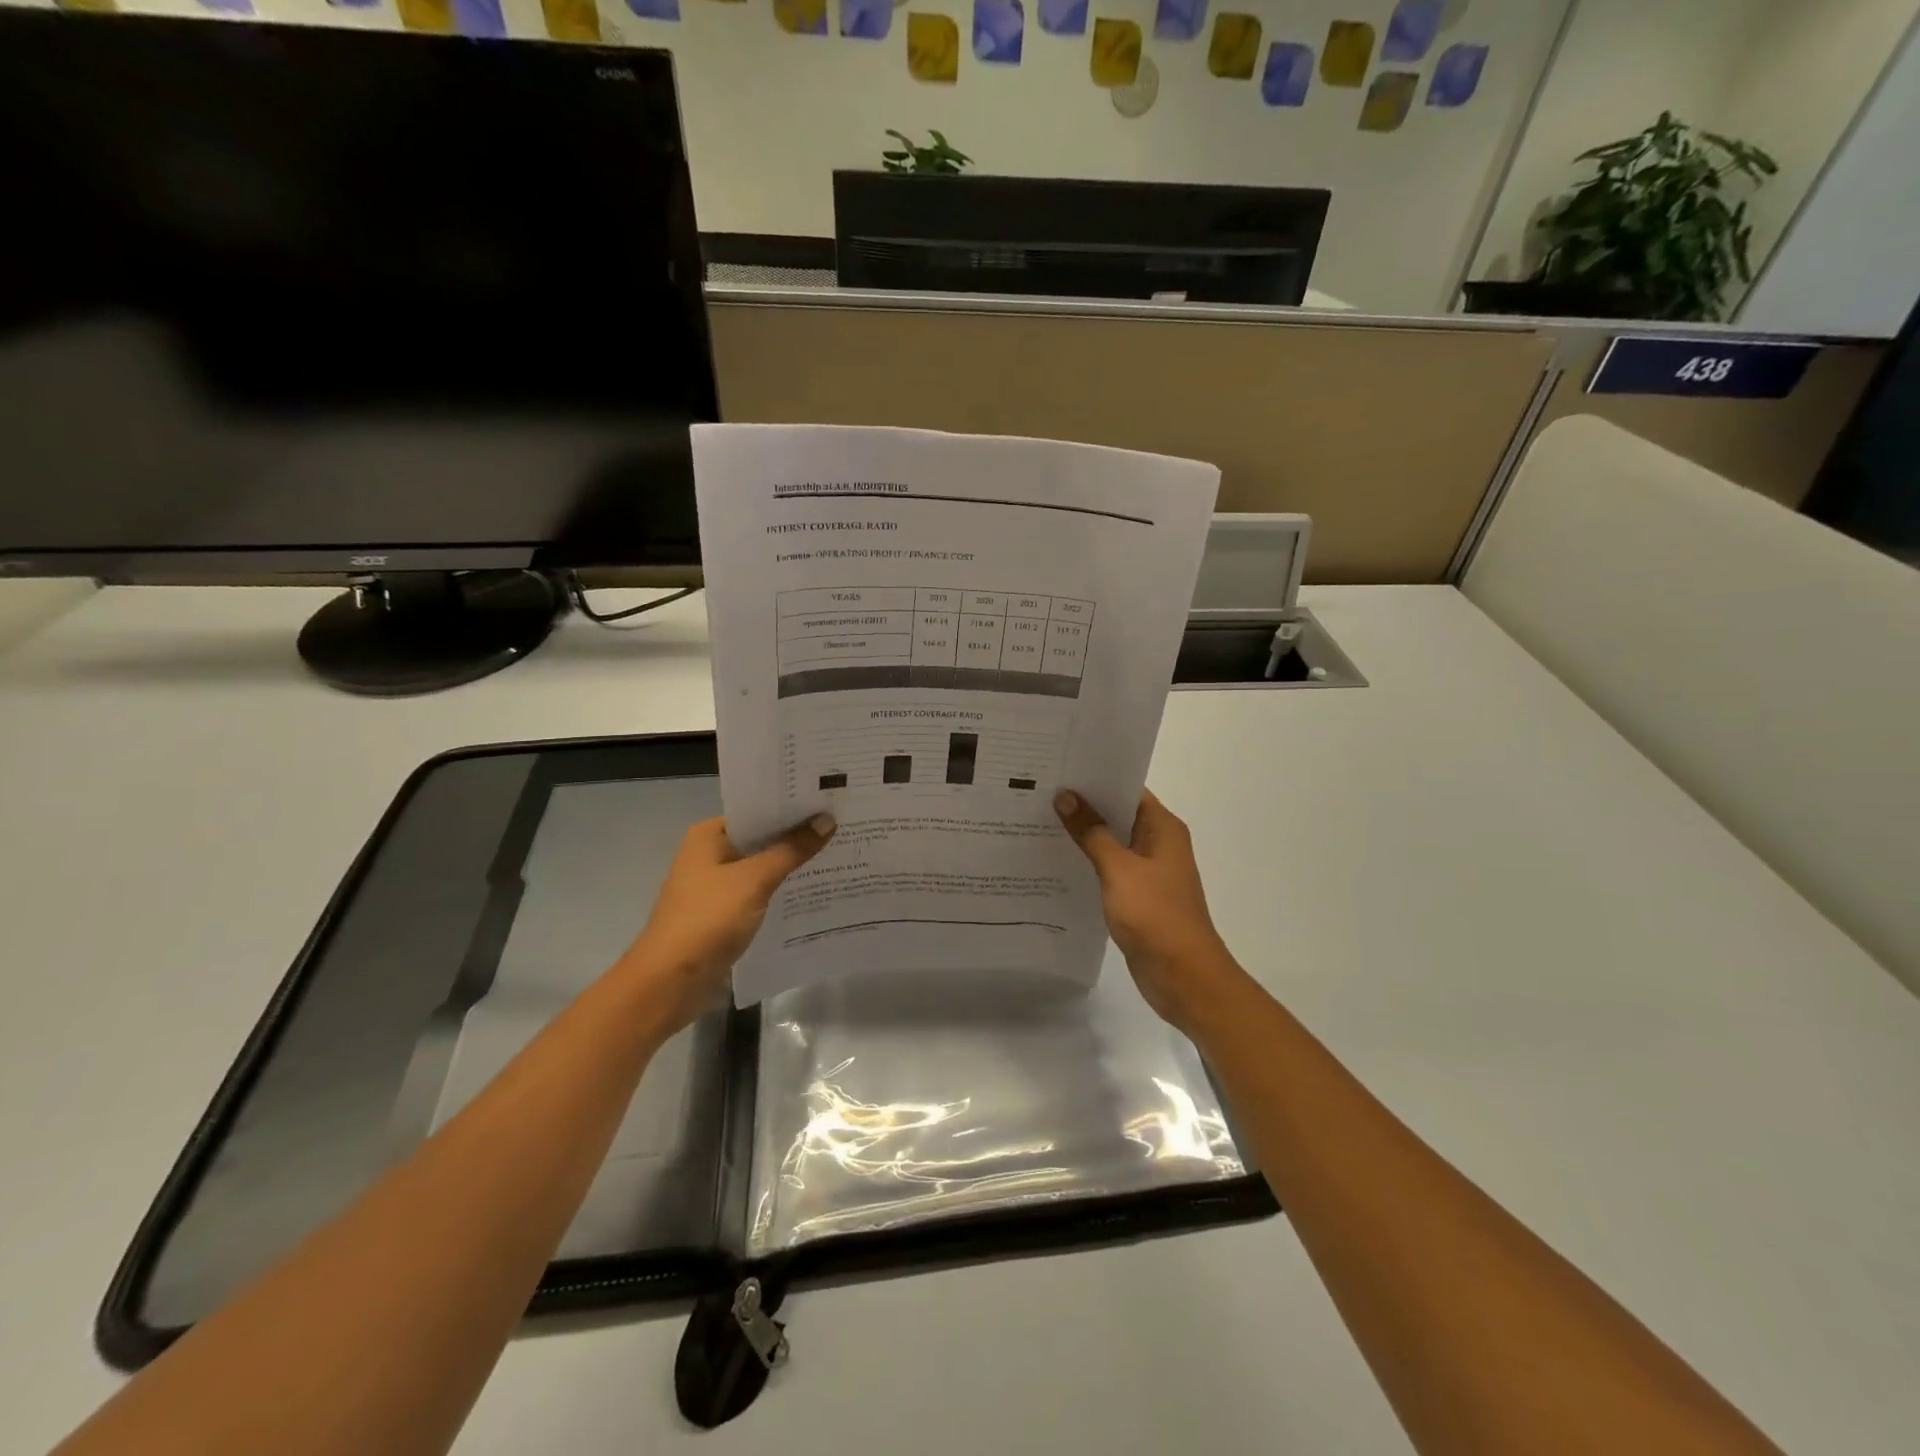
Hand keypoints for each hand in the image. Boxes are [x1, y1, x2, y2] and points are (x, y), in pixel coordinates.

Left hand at [614, 812, 834, 1035]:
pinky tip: (814, 889)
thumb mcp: (754, 880)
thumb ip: (792, 850)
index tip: (829, 801)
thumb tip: (827, 820)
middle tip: (842, 825)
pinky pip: (759, 892)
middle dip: (797, 835)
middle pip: (761, 838)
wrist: (669, 982)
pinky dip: (782, 890)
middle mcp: (710, 854)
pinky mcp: (724, 913)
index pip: (757, 810)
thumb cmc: (708, 920)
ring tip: (837, 853)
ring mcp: (716, 885)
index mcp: (709, 835)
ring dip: (792, 864)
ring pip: (762, 866)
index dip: (792, 806)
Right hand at [1054, 788, 1243, 1033]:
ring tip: (1038, 821)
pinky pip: (1109, 870)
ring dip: (1083, 835)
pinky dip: (1088, 863)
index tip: (1060, 769)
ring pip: (1111, 843)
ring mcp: (1148, 872)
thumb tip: (1065, 796)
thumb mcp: (1119, 869)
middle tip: (1040, 792)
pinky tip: (1056, 861)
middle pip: (1118, 814)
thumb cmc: (1155, 914)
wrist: (1183, 976)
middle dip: (1084, 805)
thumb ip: (1091, 832)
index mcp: (1162, 828)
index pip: (1128, 789)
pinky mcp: (1138, 897)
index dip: (1096, 778)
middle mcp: (1158, 844)